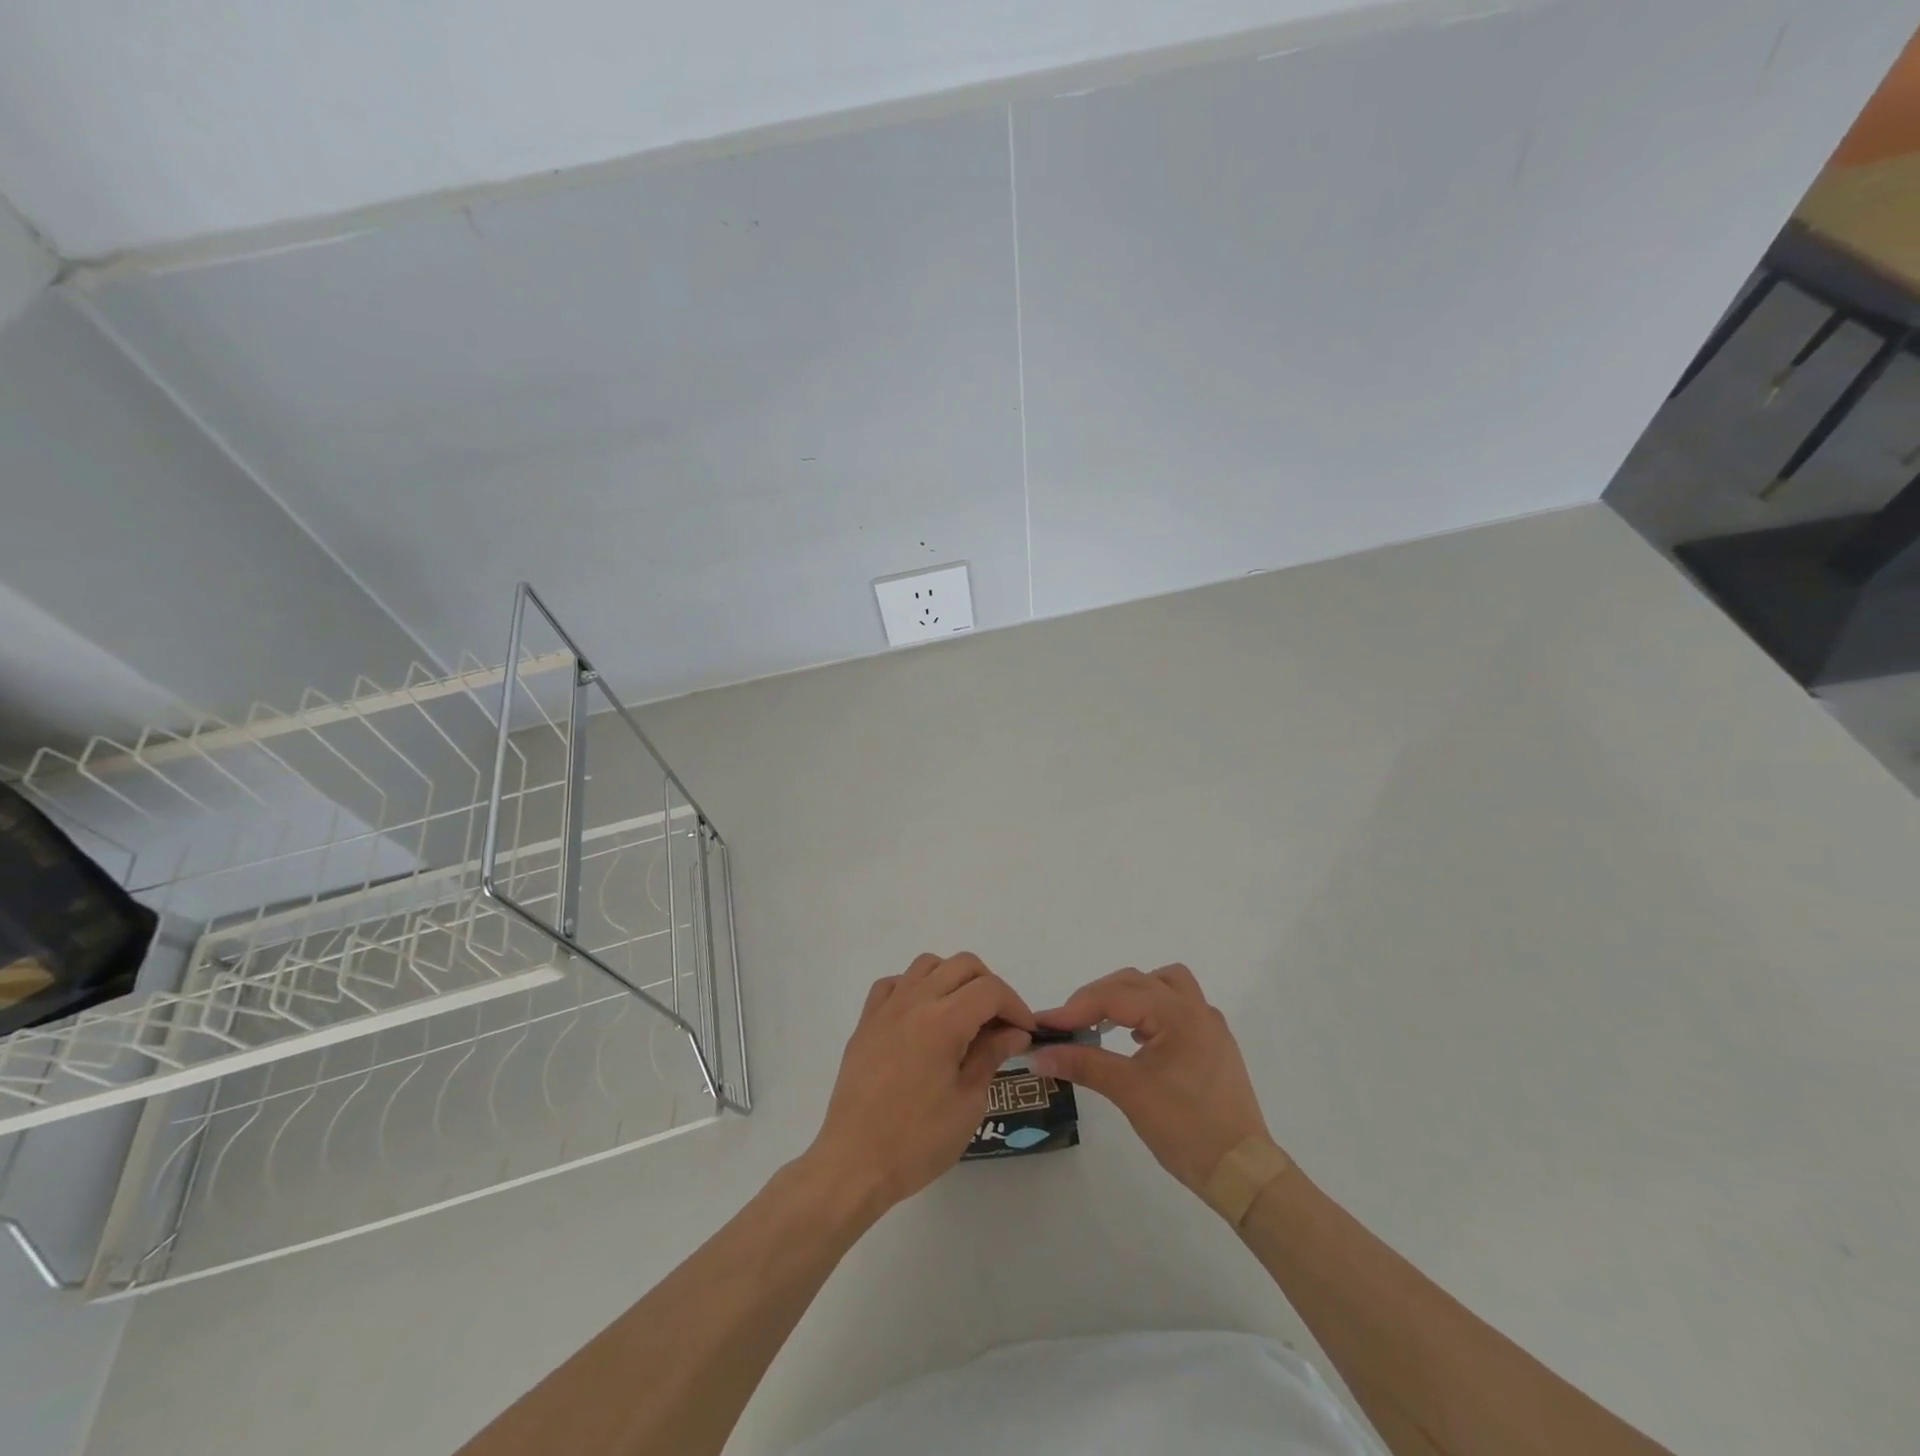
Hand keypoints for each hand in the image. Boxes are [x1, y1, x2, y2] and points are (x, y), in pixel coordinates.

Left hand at [804, 953, 1034, 1218]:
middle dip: (990, 986)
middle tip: (999, 1023)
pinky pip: (894, 984)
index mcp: (943, 1021)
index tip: (1025, 1033)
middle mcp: (914, 1002)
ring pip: (927, 965)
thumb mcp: (968, 1103)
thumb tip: (1014, 1032)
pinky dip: (915, 988)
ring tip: (963, 1016)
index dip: (1016, 1006)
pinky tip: (922, 1018)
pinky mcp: (865, 1022)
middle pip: (962, 965)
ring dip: (953, 979)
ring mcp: (886, 1009)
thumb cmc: (917, 1141)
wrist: (853, 1163)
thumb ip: (991, 1056)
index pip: (990, 990)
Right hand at [1030, 964, 1272, 1194]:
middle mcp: (1196, 1008)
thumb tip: (1039, 1055)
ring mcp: (1209, 1025)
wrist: (1242, 1173)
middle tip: (1067, 1024)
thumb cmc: (1186, 1128)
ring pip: (1162, 984)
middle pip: (1136, 981)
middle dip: (1097, 997)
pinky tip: (1135, 1038)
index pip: (1114, 997)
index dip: (1074, 1008)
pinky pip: (1177, 1006)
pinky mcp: (1214, 1044)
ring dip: (1129, 994)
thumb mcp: (1129, 1092)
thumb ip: (1083, 1064)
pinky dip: (1150, 1010)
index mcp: (1178, 1013)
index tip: (1042, 1024)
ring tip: (1104, 1020)